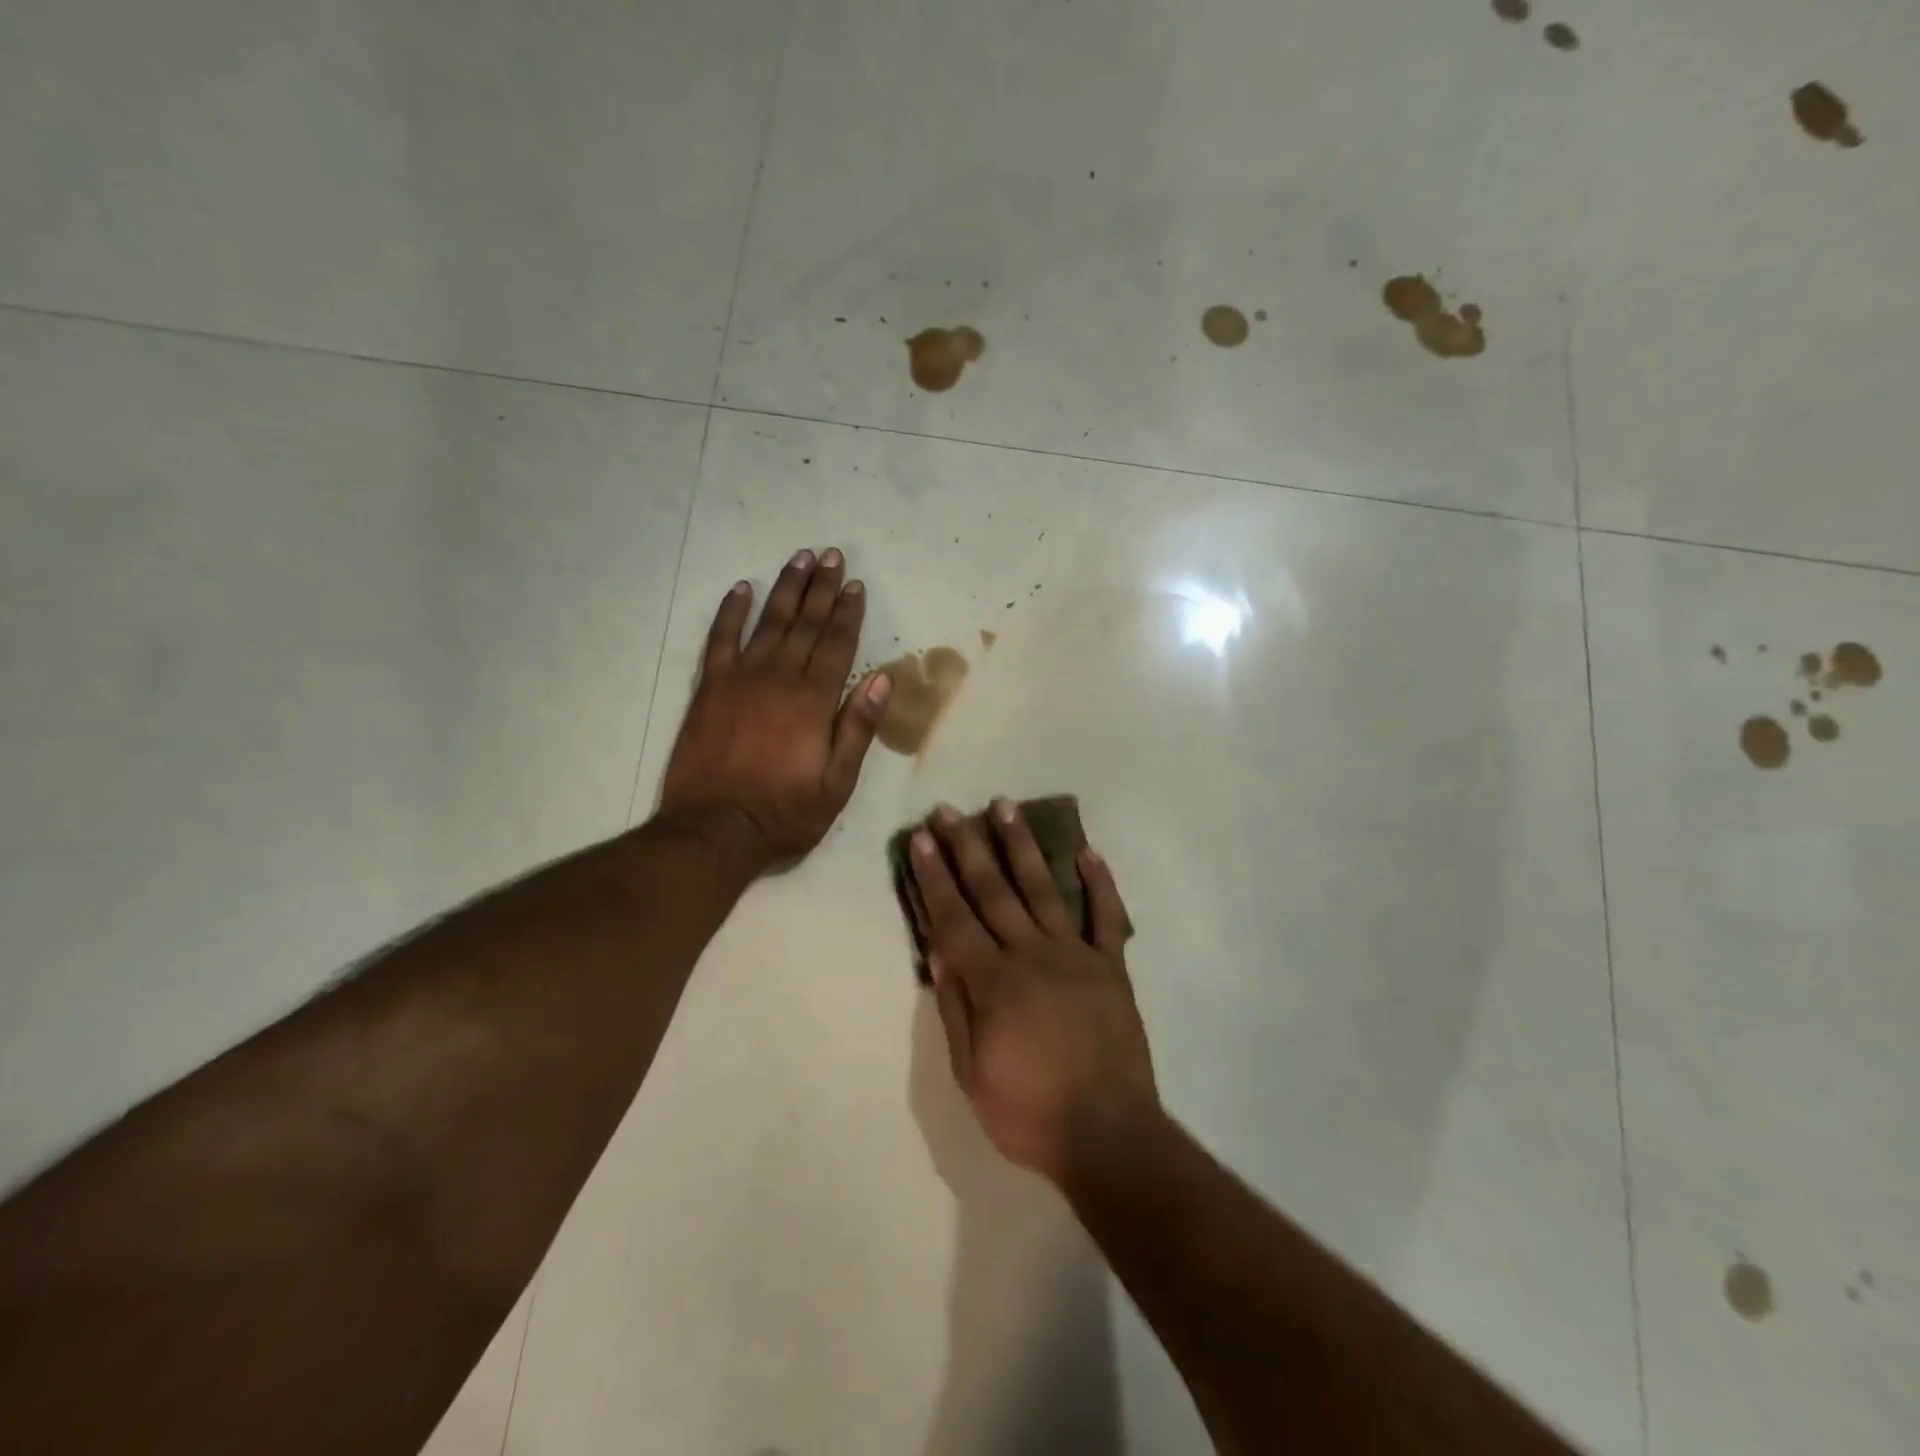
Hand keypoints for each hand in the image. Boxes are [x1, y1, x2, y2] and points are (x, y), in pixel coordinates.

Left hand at [659, 548, 891, 875]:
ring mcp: (740, 678)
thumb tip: (883, 677)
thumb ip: (858, 727)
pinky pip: (720, 639)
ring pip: (768, 622)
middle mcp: (779, 677)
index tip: (855, 585)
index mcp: (814, 700)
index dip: (848, 612)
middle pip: (805, 623)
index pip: (837, 644)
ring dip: (786, 588)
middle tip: (832, 555)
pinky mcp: (709, 688)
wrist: (714, 828)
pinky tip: (742, 589)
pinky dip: (730, 612)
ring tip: (799, 559)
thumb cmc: (785, 812)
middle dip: (821, 587)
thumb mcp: (837, 783)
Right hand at [910, 801, 1158, 1186]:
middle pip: (993, 892)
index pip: (954, 918)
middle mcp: (1032, 955)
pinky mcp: (1111, 967)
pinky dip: (1100, 884)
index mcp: (994, 982)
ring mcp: (1076, 956)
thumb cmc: (1029, 1112)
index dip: (934, 877)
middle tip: (950, 811)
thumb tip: (939, 954)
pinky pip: (1107, 918)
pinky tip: (1088, 852)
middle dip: (967, 848)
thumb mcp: (972, 1073)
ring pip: (1043, 890)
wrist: (1109, 1134)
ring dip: (1021, 846)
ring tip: (1005, 807)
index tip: (921, 840)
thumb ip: (955, 1010)